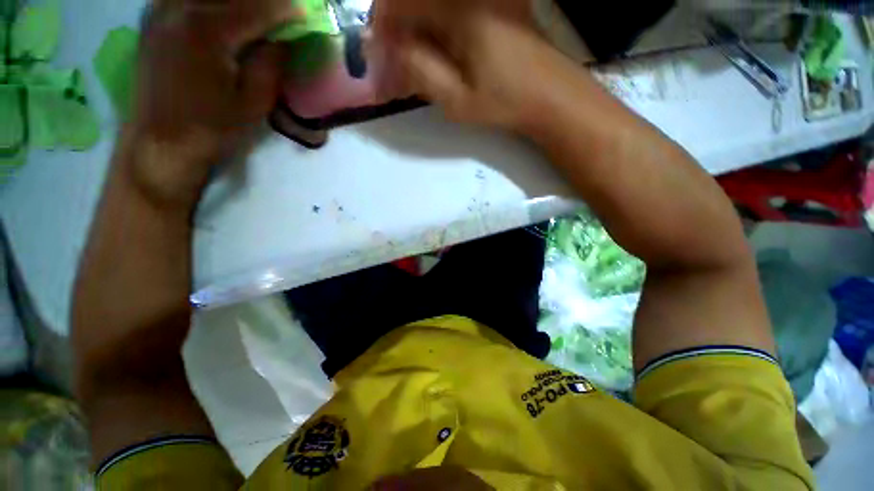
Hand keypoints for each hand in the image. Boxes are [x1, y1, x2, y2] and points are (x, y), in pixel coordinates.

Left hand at [125, 0, 298, 198]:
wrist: (161, 141)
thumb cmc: (212, 128)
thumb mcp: (253, 103)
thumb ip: (270, 65)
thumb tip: (283, 40)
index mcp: (208, 31)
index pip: (256, 7)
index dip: (285, 9)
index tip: (304, 13)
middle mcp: (180, 8)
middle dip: (262, 1)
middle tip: (281, 11)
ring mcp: (161, 9)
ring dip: (237, 1)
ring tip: (256, 13)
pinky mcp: (154, 18)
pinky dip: (213, 3)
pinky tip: (224, 13)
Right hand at [371, 0, 567, 132]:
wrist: (548, 95)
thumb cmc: (504, 101)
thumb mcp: (457, 99)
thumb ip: (420, 70)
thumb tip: (390, 50)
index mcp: (460, 10)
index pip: (402, 2)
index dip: (381, 25)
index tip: (376, 53)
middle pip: (416, 1)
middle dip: (395, 28)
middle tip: (391, 62)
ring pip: (431, 7)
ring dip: (414, 31)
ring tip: (409, 63)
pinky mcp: (492, 4)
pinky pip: (449, 11)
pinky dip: (433, 30)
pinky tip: (432, 54)